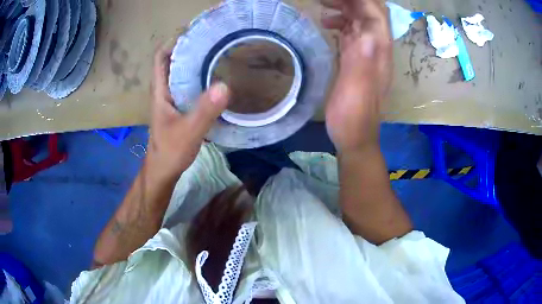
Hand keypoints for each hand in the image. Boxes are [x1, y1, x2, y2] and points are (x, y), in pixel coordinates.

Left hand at [147, 42, 228, 181]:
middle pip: (173, 61)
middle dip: (189, 48)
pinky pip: (188, 85)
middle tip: (213, 40)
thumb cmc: (170, 151)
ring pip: (181, 73)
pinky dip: (199, 78)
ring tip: (217, 53)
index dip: (173, 42)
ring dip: (195, 62)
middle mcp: (164, 90)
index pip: (160, 57)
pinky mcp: (179, 108)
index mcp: (160, 90)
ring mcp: (171, 99)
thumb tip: (226, 86)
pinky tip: (215, 79)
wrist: (163, 171)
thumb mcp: (188, 131)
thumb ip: (205, 111)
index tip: (194, 32)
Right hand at [321, 0, 391, 151]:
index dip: (361, 1)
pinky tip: (327, 23)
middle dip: (351, 1)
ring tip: (323, 5)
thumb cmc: (353, 117)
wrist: (354, 137)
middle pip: (369, 14)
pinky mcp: (356, 60)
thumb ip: (361, 62)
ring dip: (345, 9)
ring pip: (360, 22)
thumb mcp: (356, 90)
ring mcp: (366, 54)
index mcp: (378, 53)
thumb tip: (365, 34)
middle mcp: (375, 49)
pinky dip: (341, 24)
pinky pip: (352, 34)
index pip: (376, 16)